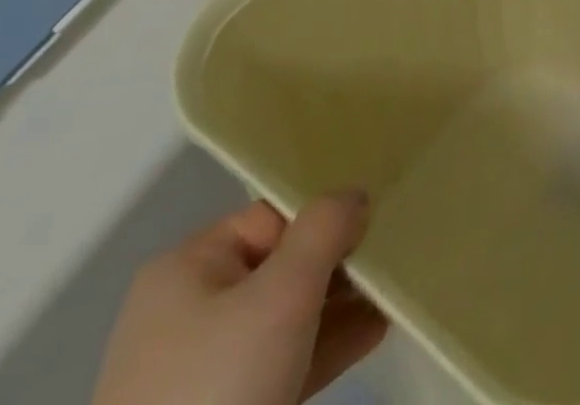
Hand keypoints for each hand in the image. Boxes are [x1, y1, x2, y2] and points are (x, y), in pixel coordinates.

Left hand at [91, 192, 386, 404]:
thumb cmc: (221, 383)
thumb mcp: (284, 292)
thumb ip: (326, 228)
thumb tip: (354, 197)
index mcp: (188, 268)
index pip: (273, 218)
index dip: (324, 219)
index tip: (374, 228)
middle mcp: (187, 310)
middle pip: (280, 266)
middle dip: (339, 265)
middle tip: (391, 262)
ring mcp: (198, 369)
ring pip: (284, 319)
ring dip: (340, 306)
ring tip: (392, 296)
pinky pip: (279, 362)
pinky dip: (323, 347)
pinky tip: (372, 334)